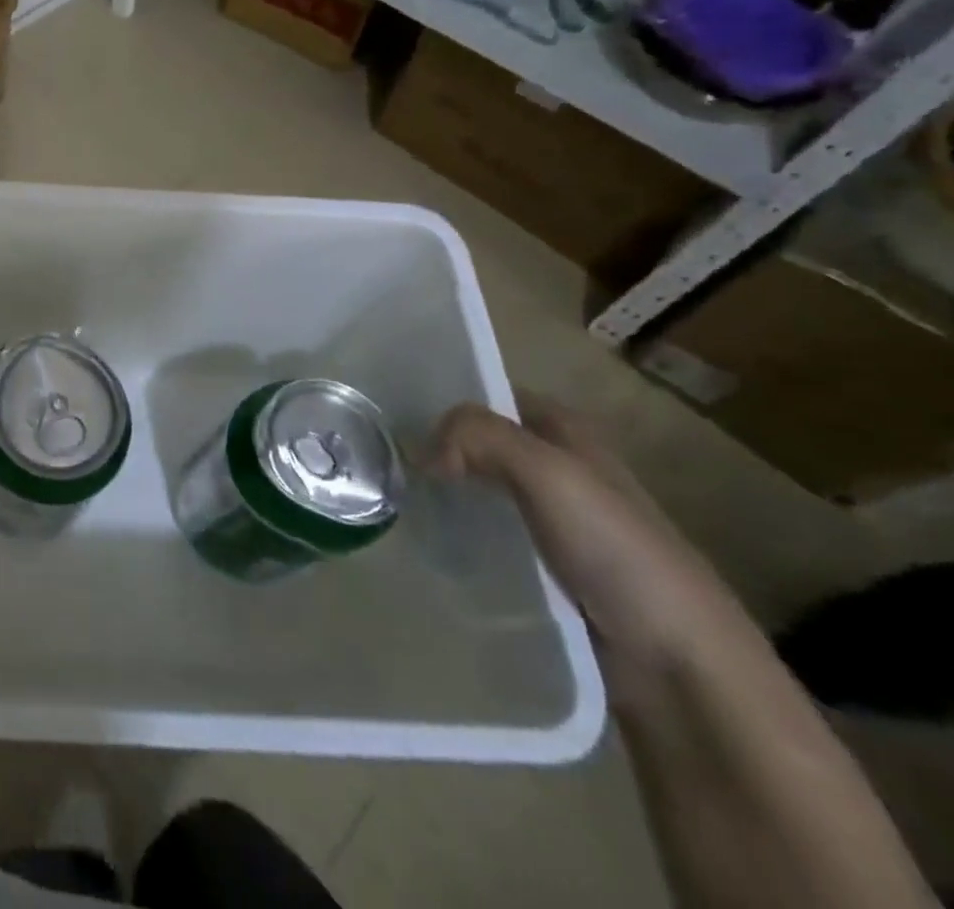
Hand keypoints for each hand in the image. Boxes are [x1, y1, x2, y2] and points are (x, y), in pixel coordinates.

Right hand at [425, 396, 753, 690]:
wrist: (683, 670)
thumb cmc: (621, 553)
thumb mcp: (549, 472)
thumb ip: (480, 438)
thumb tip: (422, 453)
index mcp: (571, 436)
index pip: (497, 397)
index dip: (451, 399)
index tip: (398, 417)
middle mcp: (562, 473)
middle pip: (484, 446)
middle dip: (438, 449)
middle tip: (384, 462)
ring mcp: (556, 527)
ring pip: (481, 493)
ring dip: (443, 496)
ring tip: (393, 503)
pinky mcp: (547, 575)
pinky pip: (488, 541)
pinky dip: (458, 539)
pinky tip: (427, 545)